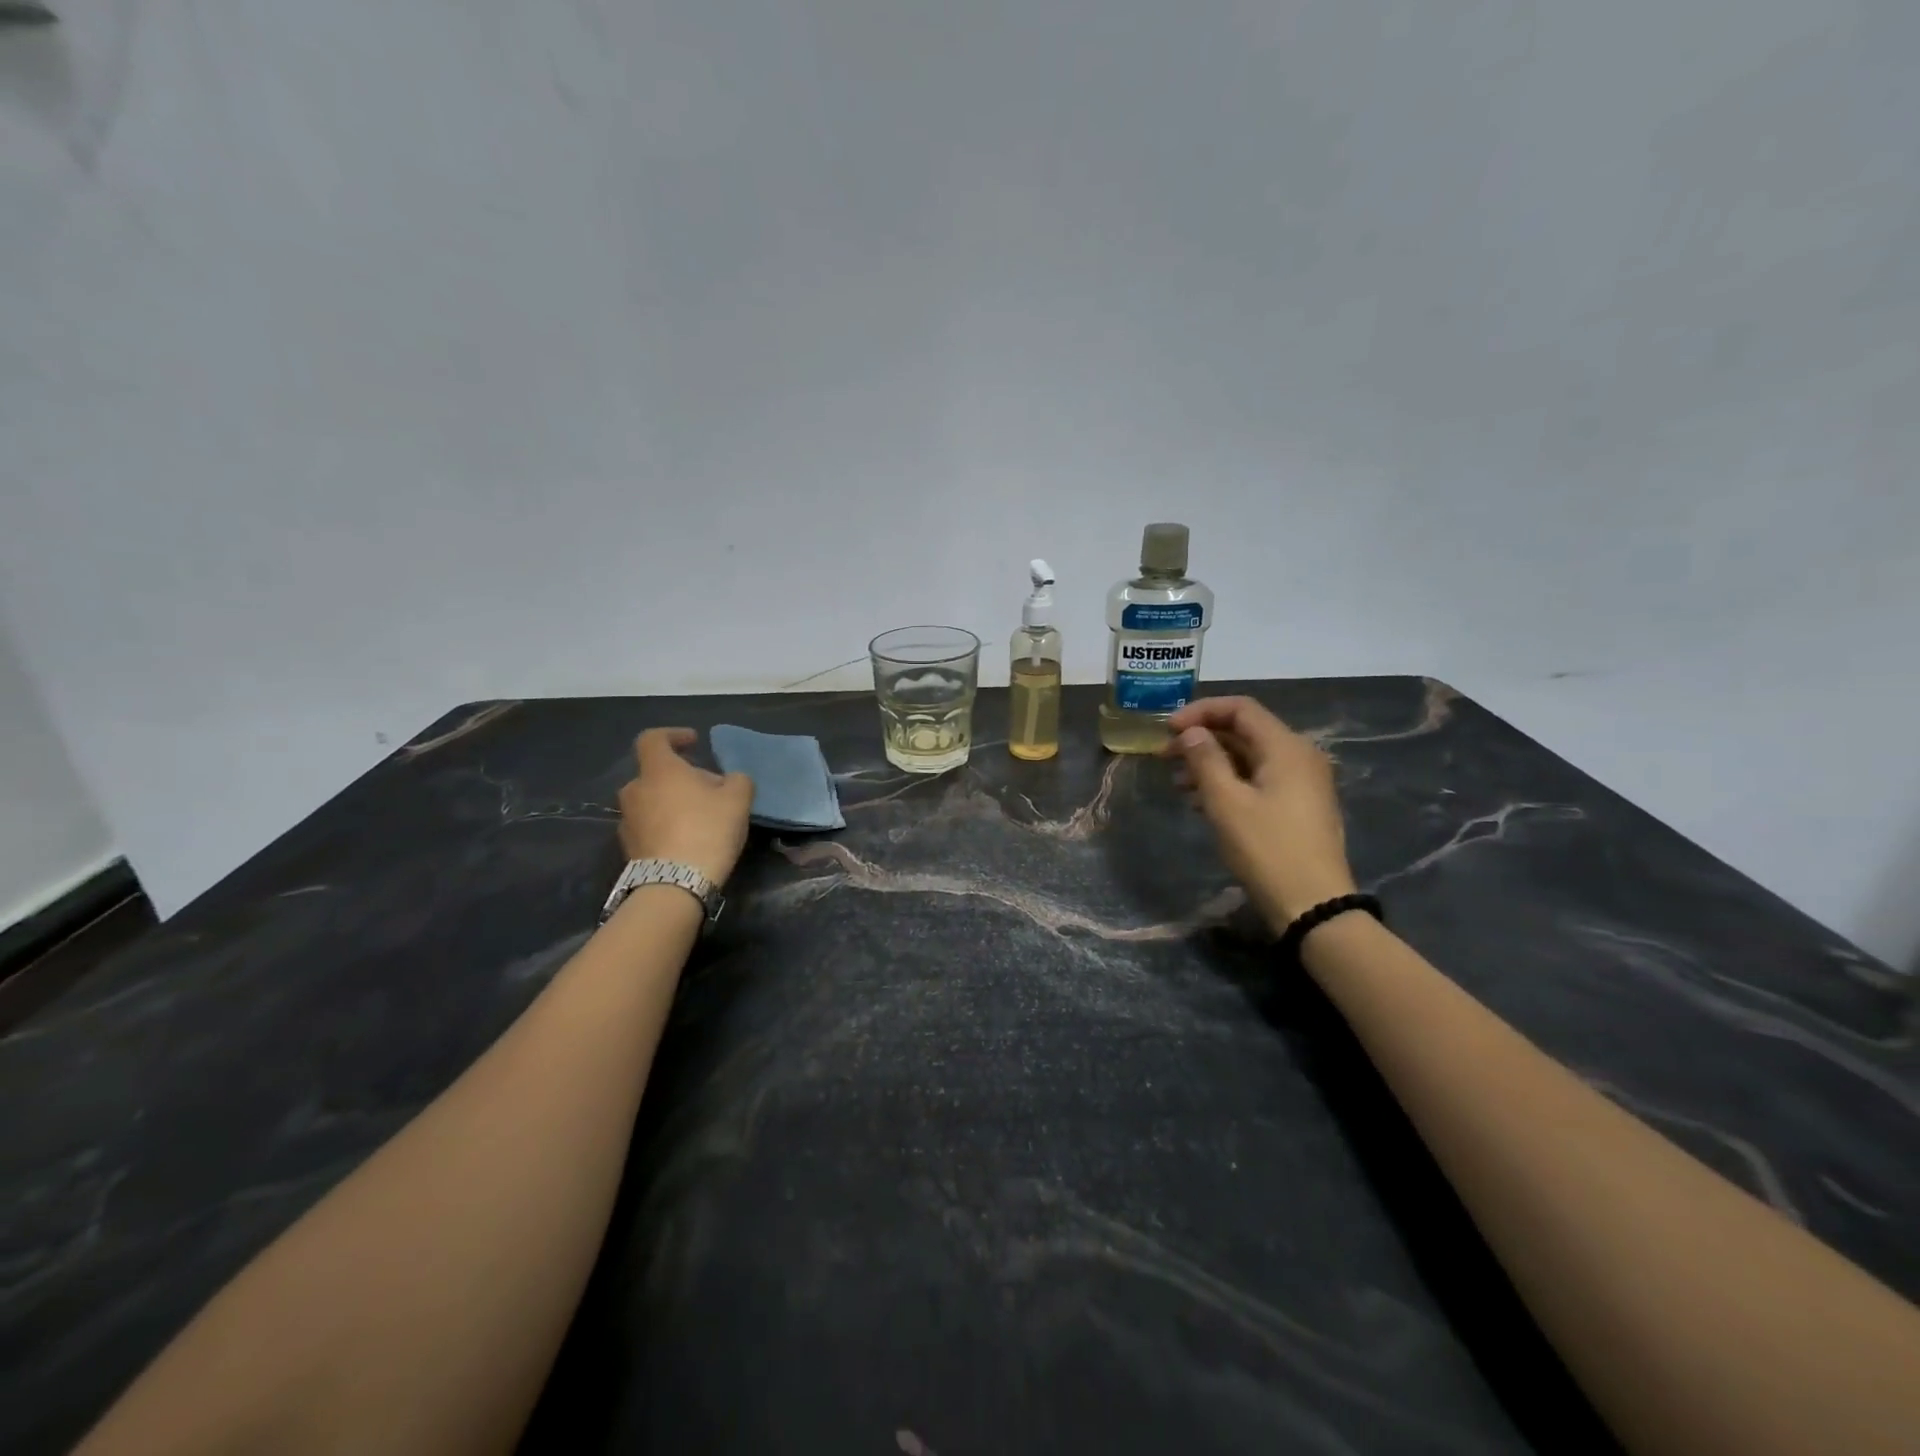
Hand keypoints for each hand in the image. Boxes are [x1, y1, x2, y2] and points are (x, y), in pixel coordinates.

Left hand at [618, 729, 754, 885]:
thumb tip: (730, 780)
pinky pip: (648, 825)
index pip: (653, 738)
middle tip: (709, 790)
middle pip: (656, 773)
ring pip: (652, 800)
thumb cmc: (707, 829)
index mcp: (659, 770)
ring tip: (700, 818)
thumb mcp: (738, 799)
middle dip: (681, 777)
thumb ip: (737, 780)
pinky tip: (688, 840)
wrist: (675, 884)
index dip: (673, 735)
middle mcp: (635, 790)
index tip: (694, 742)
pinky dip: (665, 825)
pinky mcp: (628, 847)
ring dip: (672, 802)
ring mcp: (627, 820)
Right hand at [1162, 697, 1357, 932]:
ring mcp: (1302, 783)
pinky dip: (1229, 782)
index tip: (1167, 729)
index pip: (1241, 708)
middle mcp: (1299, 756)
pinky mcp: (1298, 806)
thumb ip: (1206, 759)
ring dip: (1212, 763)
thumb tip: (1192, 732)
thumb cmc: (1266, 849)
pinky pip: (1259, 779)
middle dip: (1203, 739)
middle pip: (1245, 731)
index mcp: (1286, 747)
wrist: (1313, 905)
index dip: (1200, 711)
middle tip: (1165, 756)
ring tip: (1177, 782)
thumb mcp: (1226, 802)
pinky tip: (1201, 802)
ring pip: (1250, 757)